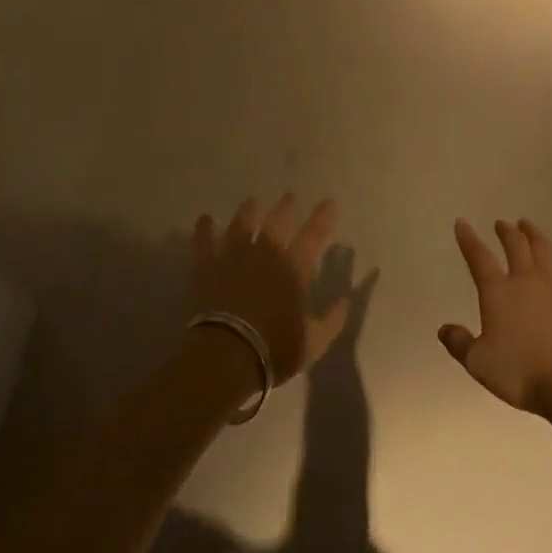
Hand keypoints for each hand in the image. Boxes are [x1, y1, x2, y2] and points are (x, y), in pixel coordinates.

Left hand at [193, 196, 348, 385]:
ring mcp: (235, 255)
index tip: (330, 202)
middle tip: (289, 197)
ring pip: (242, 224)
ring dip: (248, 212)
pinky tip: (205, 219)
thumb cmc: (274, 349)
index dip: (323, 217)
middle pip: (277, 221)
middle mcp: (266, 253)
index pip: (314, 235)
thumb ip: (332, 320)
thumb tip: (346, 301)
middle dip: (285, 207)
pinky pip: (205, 241)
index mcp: (294, 268)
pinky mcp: (207, 266)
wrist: (226, 355)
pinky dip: (205, 228)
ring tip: (251, 202)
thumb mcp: (313, 342)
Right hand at [440, 218, 551, 419]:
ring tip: (529, 226)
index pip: (479, 257)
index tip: (462, 222)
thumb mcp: (479, 363)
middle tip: (502, 223)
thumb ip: (460, 344)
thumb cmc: (521, 373)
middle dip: (507, 232)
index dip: (468, 239)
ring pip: (546, 251)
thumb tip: (443, 329)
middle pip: (516, 246)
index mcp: (499, 292)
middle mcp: (527, 280)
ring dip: (536, 236)